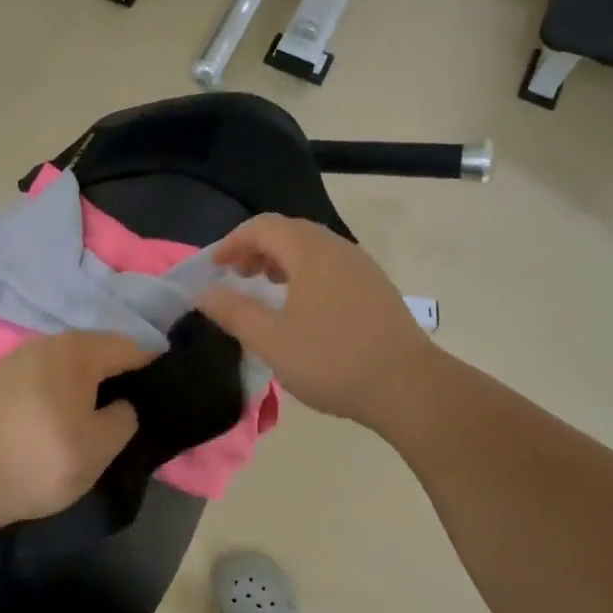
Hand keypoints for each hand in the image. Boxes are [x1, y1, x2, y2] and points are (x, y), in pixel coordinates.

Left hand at [0, 331, 154, 528]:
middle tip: (126, 411)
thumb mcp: (100, 447)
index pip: (129, 348)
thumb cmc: (41, 459)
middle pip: (95, 352)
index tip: (159, 395)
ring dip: (82, 385)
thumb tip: (121, 405)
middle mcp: (46, 343)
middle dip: (114, 376)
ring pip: (64, 365)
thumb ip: (124, 418)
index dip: (150, 369)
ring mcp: (15, 359)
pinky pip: (39, 378)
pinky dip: (54, 393)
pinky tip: (51, 422)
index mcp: (77, 351)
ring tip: (89, 418)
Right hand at [198, 214, 437, 430]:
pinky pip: (331, 264)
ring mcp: (361, 266)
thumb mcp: (272, 341)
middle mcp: (338, 248)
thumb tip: (204, 292)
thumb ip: (234, 312)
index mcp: (311, 253)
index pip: (263, 227)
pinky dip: (305, 271)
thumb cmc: (333, 361)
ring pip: (312, 247)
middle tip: (236, 276)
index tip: (214, 268)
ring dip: (281, 260)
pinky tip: (302, 305)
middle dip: (256, 248)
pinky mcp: (375, 286)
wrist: (408, 385)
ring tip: (265, 288)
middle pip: (289, 231)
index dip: (233, 242)